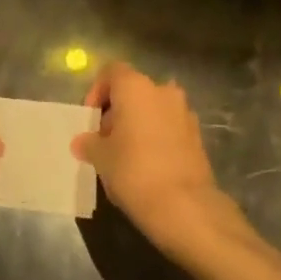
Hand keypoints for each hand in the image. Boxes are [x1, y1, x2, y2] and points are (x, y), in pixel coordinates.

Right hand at [75, 63, 237, 260]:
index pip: (111, 72)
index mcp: (136, 87)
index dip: (97, 92)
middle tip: (105, 140)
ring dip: (138, 124)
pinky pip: (169, 127)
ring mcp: (184, 112)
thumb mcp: (101, 157)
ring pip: (153, 109)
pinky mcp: (197, 136)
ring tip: (125, 155)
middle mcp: (162, 91)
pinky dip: (156, 137)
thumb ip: (89, 143)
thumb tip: (82, 142)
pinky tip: (147, 165)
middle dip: (117, 111)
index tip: (90, 119)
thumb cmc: (134, 171)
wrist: (185, 206)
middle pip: (133, 91)